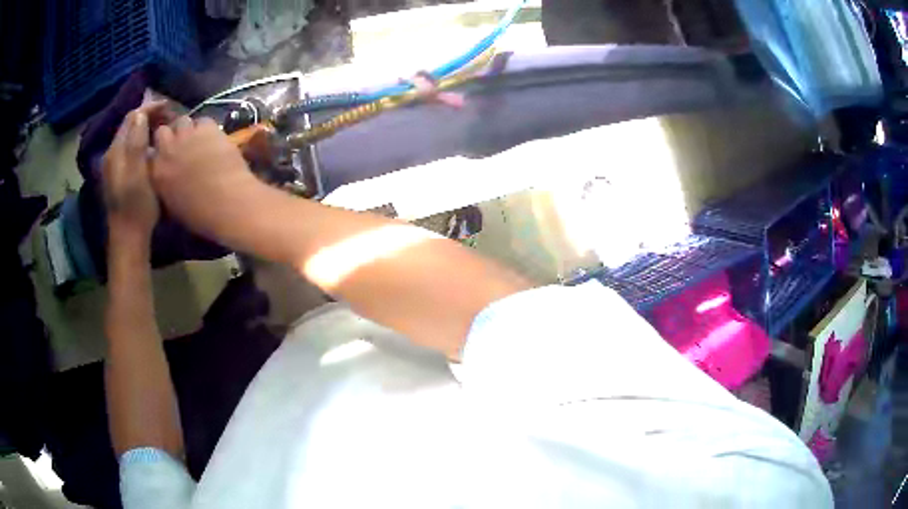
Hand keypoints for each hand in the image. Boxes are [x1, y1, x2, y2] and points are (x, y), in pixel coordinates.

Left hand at [102, 101, 172, 242]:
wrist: (128, 237)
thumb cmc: (136, 206)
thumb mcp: (138, 174)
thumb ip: (136, 143)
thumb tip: (141, 114)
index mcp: (116, 151)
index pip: (132, 117)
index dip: (150, 108)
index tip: (170, 107)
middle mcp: (112, 154)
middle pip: (130, 124)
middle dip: (149, 115)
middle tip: (170, 117)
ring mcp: (114, 165)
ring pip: (131, 136)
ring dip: (147, 127)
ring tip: (164, 129)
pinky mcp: (119, 175)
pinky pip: (131, 148)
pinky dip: (143, 140)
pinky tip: (153, 147)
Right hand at [151, 116, 263, 238]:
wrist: (227, 203)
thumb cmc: (200, 214)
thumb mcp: (172, 203)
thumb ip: (164, 183)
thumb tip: (166, 175)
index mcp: (156, 172)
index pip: (150, 151)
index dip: (159, 151)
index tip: (166, 154)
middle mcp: (167, 150)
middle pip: (164, 131)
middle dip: (171, 135)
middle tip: (181, 143)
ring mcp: (187, 136)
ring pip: (183, 121)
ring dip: (188, 129)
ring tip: (197, 139)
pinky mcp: (207, 128)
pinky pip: (203, 121)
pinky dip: (206, 128)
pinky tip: (213, 138)